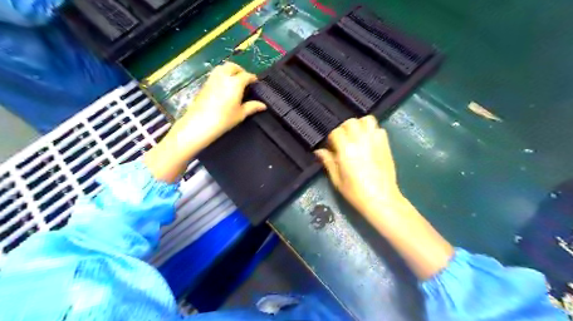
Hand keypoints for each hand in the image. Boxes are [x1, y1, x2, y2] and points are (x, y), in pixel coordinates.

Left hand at [175, 62, 265, 143]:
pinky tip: (223, 86)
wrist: (200, 123)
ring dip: (229, 70)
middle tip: (244, 79)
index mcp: (235, 83)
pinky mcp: (204, 84)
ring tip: (233, 80)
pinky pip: (214, 74)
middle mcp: (224, 77)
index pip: (246, 75)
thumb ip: (252, 107)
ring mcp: (212, 79)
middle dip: (240, 70)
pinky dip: (221, 75)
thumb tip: (263, 105)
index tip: (255, 82)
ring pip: (222, 67)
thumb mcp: (241, 114)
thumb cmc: (224, 119)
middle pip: (233, 66)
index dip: (252, 78)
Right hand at [316, 116, 403, 212]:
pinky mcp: (385, 145)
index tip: (332, 149)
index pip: (336, 132)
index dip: (332, 140)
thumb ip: (328, 162)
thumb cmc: (356, 192)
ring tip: (357, 137)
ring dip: (359, 126)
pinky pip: (379, 129)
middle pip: (350, 122)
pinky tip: (369, 142)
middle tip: (343, 141)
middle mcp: (360, 140)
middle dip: (344, 129)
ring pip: (366, 120)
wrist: (381, 199)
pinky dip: (372, 131)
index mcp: (346, 149)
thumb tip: (319, 151)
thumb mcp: (337, 180)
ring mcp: (375, 141)